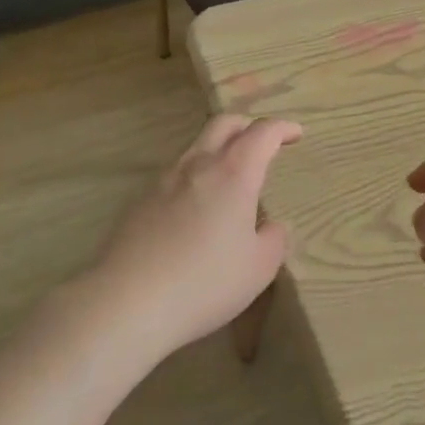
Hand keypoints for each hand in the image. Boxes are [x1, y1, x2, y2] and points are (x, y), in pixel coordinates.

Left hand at [88, 115, 300, 353]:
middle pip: (224, 124)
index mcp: (234, 173)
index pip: (263, 133)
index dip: (283, 128)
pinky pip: (175, 173)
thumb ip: (273, 240)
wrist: (128, 300)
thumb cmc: (205, 282)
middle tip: (263, 144)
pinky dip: (194, 174)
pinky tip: (195, 206)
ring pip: (196, 145)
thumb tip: (270, 227)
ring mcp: (165, 179)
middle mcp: (199, 164)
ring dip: (218, 148)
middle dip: (248, 126)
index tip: (296, 134)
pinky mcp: (140, 199)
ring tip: (229, 175)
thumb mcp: (258, 269)